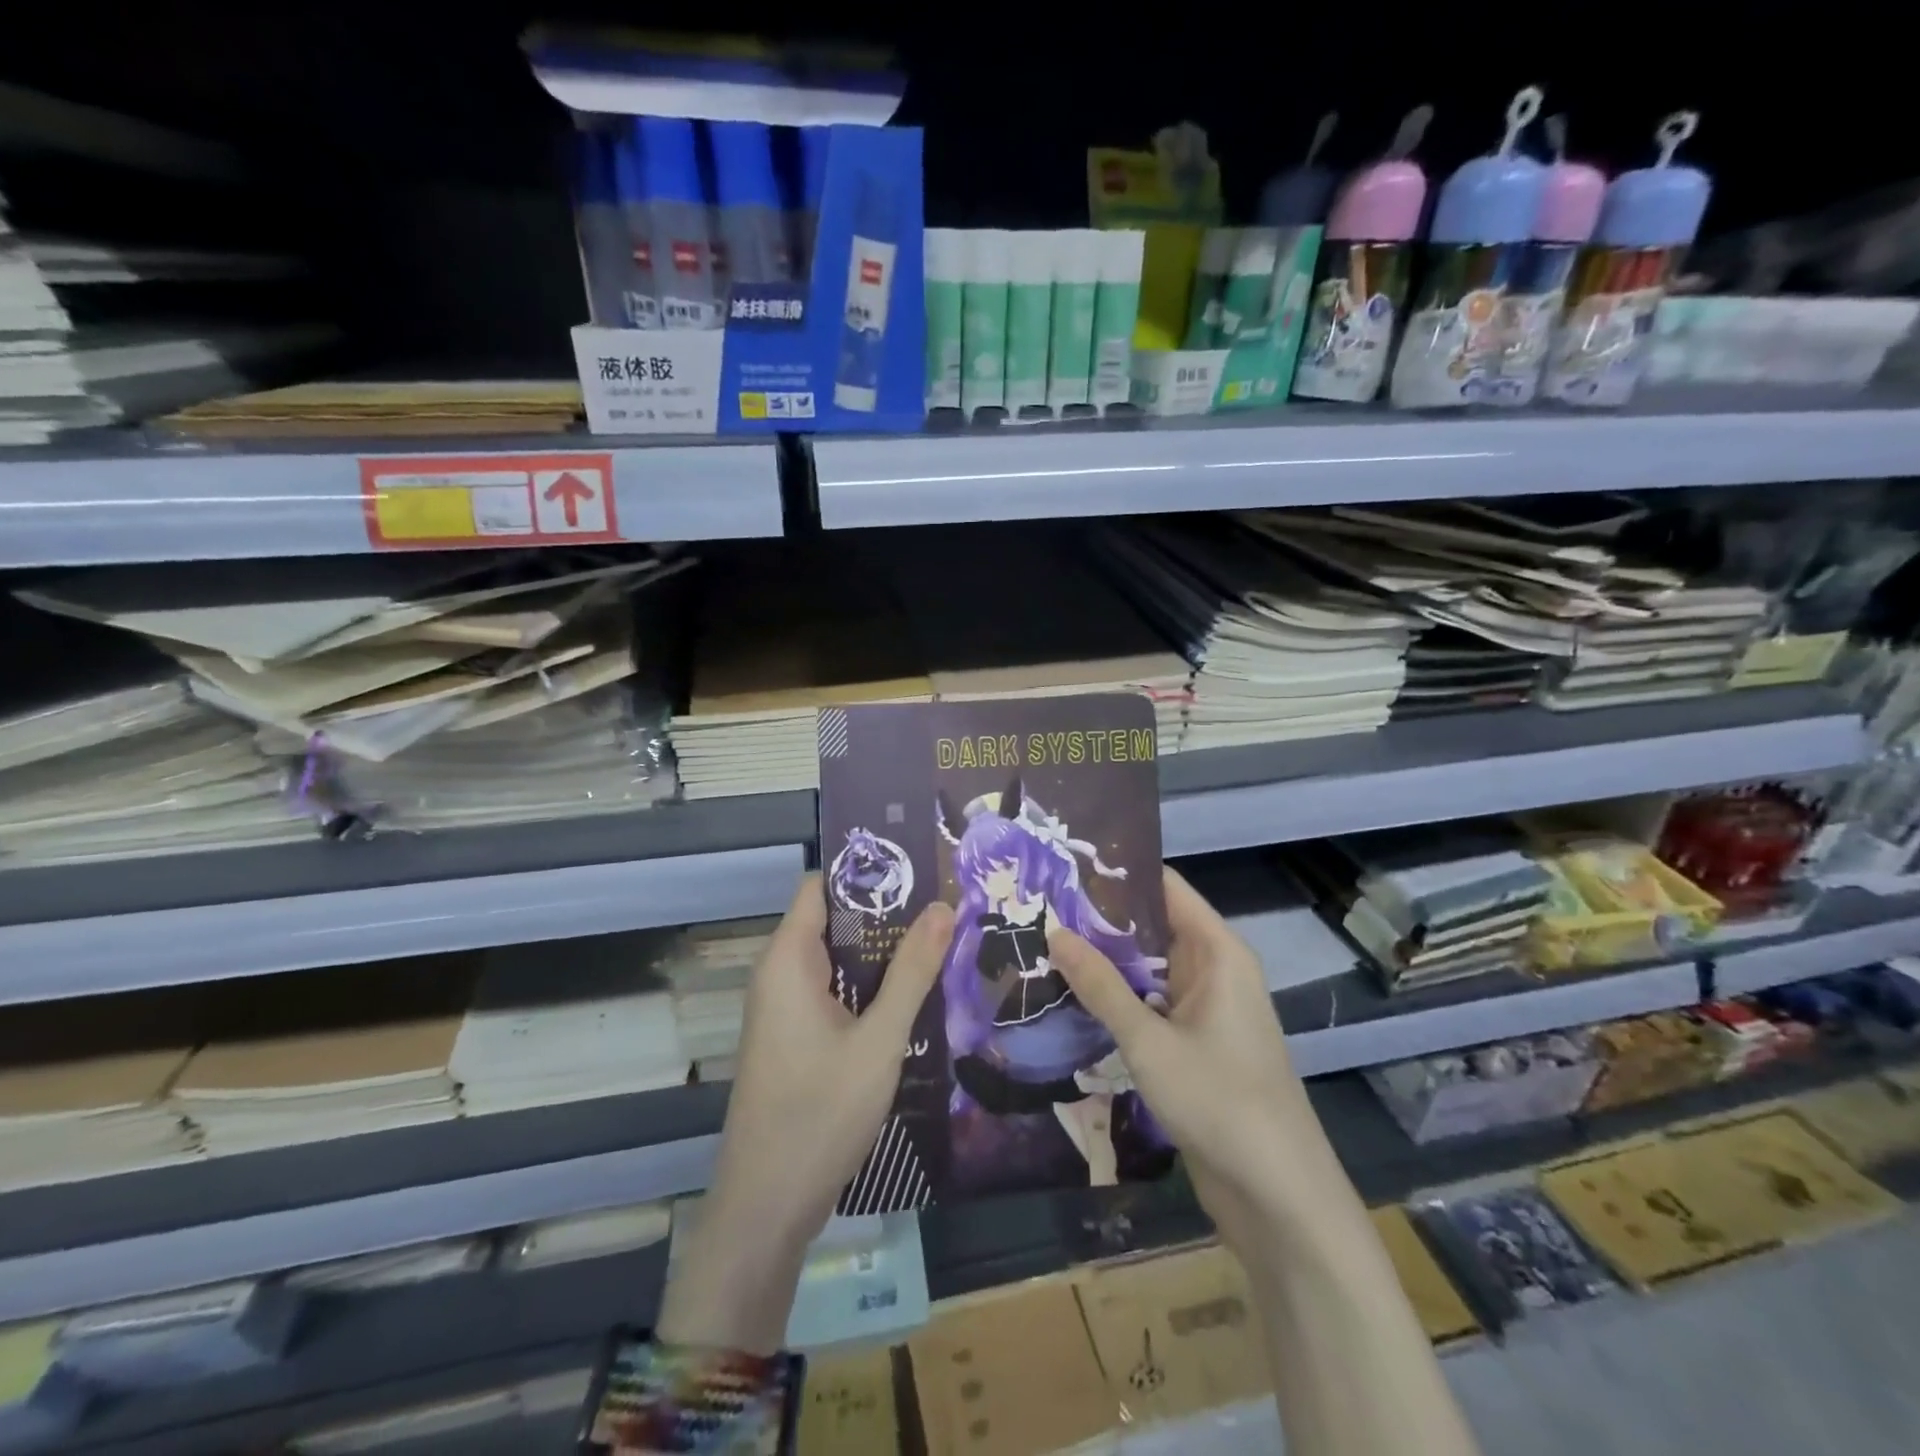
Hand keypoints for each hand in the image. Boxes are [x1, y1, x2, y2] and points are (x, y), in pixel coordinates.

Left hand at [657, 875, 953, 1351]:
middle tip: (944, 909)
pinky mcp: (794, 1037)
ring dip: (881, 954)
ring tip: (941, 944)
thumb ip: (913, 971)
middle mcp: (779, 974)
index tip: (920, 870)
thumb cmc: (820, 1113)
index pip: (822, 886)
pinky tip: (912, 995)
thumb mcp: (879, 1039)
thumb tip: (944, 905)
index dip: (867, 873)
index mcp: (788, 959)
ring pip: (837, 960)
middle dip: (886, 914)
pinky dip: (868, 987)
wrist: (767, 1207)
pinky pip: (833, 992)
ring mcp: (784, 1009)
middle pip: (833, 921)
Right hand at [1046, 865, 1347, 1250]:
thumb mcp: (1150, 1041)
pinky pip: (1149, 1004)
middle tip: (1037, 906)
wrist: (1278, 1197)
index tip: (1064, 865)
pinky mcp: (1193, 1043)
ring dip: (1103, 961)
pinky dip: (1115, 997)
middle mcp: (1213, 970)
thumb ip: (1101, 986)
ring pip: (1147, 968)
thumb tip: (1054, 932)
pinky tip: (1068, 995)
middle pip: (1152, 925)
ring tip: (1040, 942)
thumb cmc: (1220, 1102)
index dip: (1118, 873)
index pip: (1165, 887)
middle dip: (1099, 918)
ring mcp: (1204, 1008)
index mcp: (1218, 952)